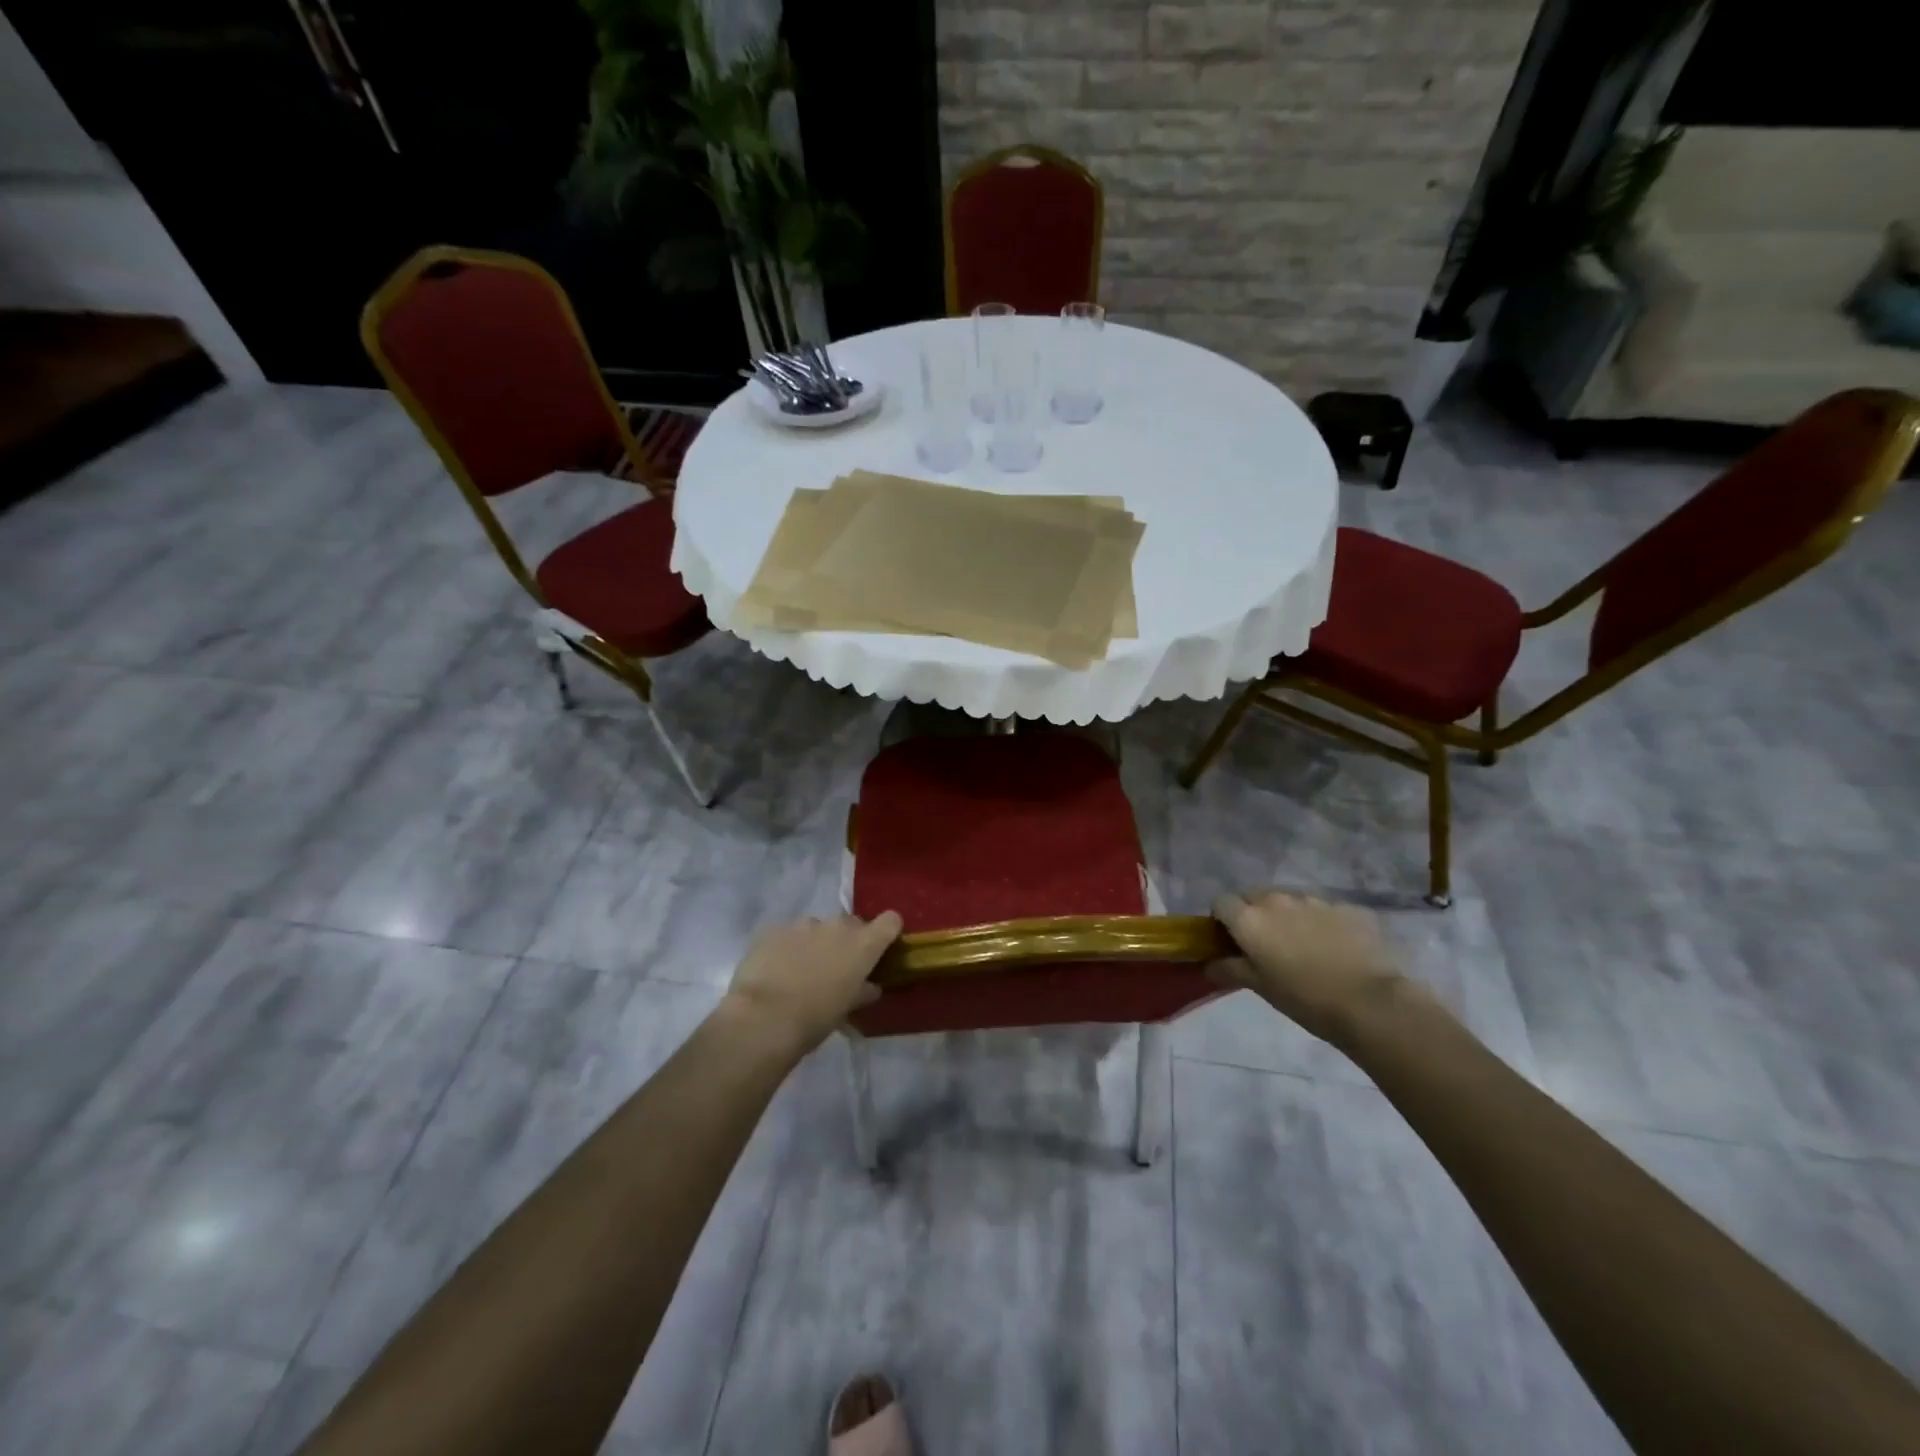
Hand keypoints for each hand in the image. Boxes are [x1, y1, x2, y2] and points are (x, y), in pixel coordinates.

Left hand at [718, 912, 902, 1055]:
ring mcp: (803, 924)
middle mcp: (837, 926)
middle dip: (846, 941)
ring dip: (814, 943)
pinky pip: (787, 934)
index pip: (890, 921)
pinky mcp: (774, 928)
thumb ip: (862, 991)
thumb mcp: (847, 1009)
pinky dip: (786, 947)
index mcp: (863, 944)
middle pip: (851, 924)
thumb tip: (870, 987)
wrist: (763, 1018)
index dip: (887, 931)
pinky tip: (776, 969)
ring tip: (799, 970)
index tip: (880, 947)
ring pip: (816, 928)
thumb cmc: (815, 1019)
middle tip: (835, 967)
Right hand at [1211, 890, 1415, 1045]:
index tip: (1232, 942)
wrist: (1371, 1002)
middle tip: (1266, 945)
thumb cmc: (1305, 998)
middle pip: (1254, 895)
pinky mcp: (1347, 907)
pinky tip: (1335, 949)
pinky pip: (1323, 910)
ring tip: (1304, 947)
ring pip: (1290, 901)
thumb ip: (1231, 969)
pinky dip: (1321, 923)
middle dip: (1254, 913)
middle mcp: (1278, 900)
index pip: (1221, 903)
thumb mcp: (1260, 988)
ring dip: (1288, 916)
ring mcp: (1315, 900)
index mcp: (1250, 919)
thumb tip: (1210, 964)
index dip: (1223, 920)